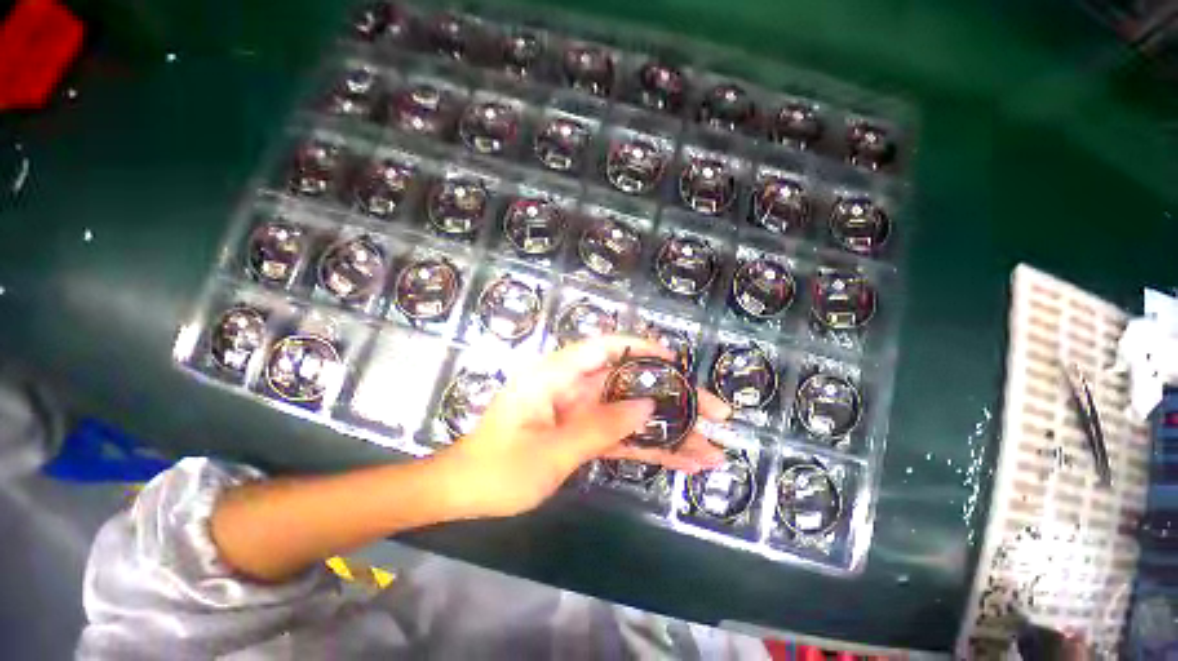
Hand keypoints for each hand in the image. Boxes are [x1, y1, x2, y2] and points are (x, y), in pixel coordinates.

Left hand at [434, 336, 730, 518]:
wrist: (466, 493)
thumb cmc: (498, 468)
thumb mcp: (550, 451)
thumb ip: (600, 427)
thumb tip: (648, 406)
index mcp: (556, 375)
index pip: (604, 348)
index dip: (643, 349)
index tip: (677, 361)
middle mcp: (574, 387)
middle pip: (631, 384)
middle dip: (673, 398)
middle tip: (716, 413)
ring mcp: (582, 411)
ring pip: (633, 413)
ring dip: (670, 430)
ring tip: (712, 448)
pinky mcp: (586, 434)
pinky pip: (622, 436)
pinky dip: (650, 448)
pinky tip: (683, 462)